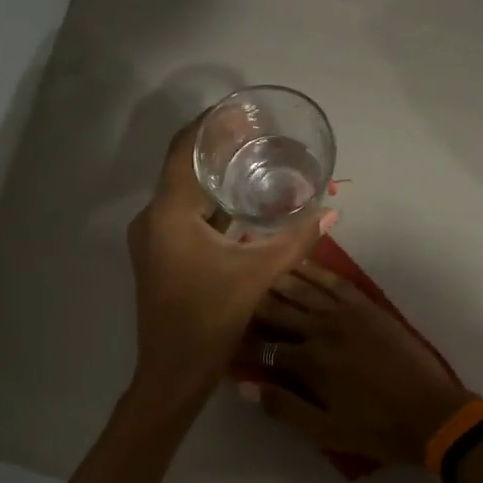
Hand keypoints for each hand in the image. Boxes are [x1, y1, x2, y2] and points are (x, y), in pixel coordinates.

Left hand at [127, 119, 334, 401]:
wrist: (174, 373)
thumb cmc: (210, 321)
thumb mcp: (257, 276)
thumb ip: (296, 241)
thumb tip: (332, 212)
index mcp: (169, 214)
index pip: (186, 150)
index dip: (211, 125)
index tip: (242, 110)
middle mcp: (152, 218)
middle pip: (184, 167)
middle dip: (218, 148)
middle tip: (258, 134)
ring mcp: (151, 238)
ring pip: (182, 193)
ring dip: (213, 177)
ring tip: (253, 162)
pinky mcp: (158, 255)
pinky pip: (181, 215)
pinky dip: (207, 204)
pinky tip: (238, 205)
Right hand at [247, 261, 475, 465]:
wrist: (432, 413)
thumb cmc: (376, 428)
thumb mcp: (326, 430)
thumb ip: (285, 407)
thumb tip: (245, 387)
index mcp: (309, 362)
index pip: (263, 347)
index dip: (240, 343)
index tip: (222, 338)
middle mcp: (323, 329)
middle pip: (277, 308)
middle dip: (252, 302)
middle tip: (231, 293)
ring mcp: (347, 313)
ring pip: (302, 288)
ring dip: (276, 280)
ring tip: (255, 270)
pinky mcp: (367, 306)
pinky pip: (334, 281)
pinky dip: (314, 270)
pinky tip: (298, 263)